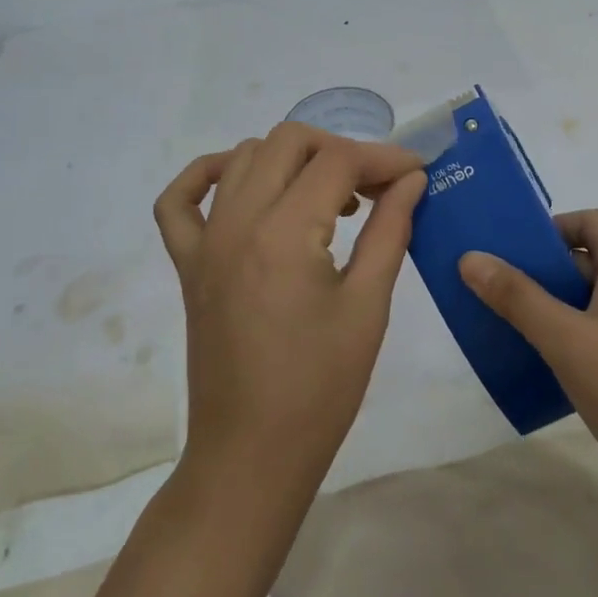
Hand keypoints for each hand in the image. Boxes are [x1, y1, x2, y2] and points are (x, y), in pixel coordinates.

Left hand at [154, 124, 426, 501]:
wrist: (251, 455)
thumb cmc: (320, 388)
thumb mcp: (368, 306)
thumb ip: (390, 230)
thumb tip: (412, 181)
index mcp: (283, 233)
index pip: (338, 162)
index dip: (384, 159)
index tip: (417, 173)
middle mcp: (236, 222)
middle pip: (288, 141)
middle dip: (339, 150)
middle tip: (375, 188)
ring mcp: (204, 241)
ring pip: (242, 157)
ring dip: (291, 160)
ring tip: (328, 198)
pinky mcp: (187, 264)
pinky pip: (180, 200)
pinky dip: (209, 175)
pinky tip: (243, 186)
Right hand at [459, 210, 597, 516]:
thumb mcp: (567, 342)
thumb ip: (517, 298)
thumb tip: (471, 257)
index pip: (590, 222)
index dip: (550, 229)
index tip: (514, 254)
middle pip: (596, 258)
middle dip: (549, 271)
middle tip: (508, 294)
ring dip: (566, 304)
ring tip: (527, 329)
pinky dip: (589, 330)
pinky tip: (566, 365)